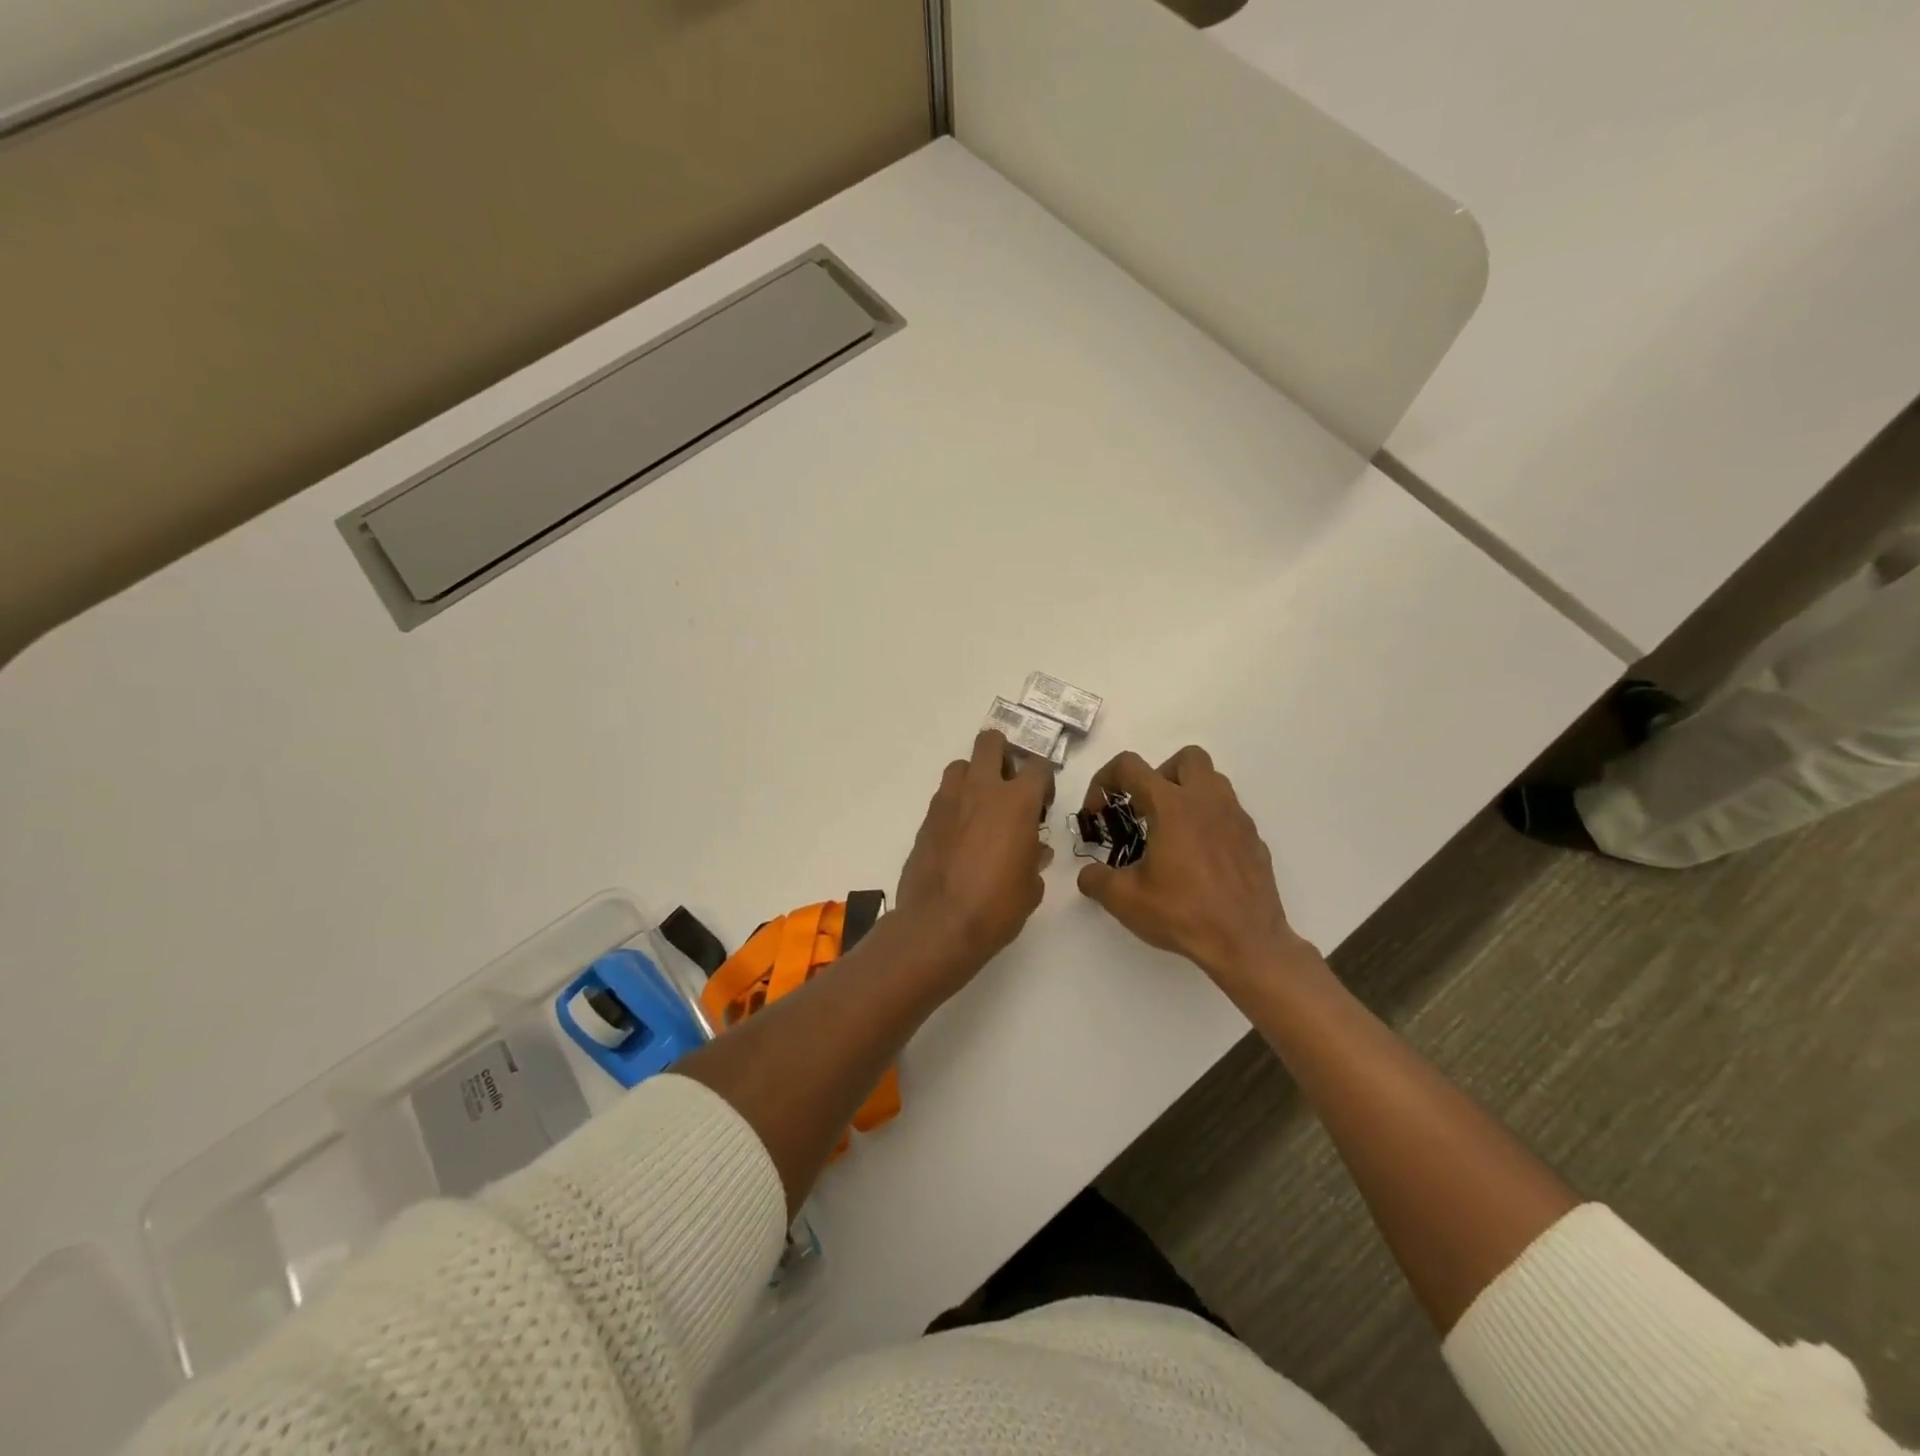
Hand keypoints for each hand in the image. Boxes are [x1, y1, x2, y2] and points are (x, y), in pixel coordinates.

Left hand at [896, 730, 1054, 977]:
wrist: (939, 925)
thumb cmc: (996, 907)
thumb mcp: (1031, 887)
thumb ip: (1034, 858)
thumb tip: (1035, 849)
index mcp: (1017, 802)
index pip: (1039, 767)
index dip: (1044, 781)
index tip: (1042, 804)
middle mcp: (982, 790)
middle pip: (991, 742)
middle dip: (1003, 754)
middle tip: (1009, 785)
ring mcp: (948, 801)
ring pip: (961, 765)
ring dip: (974, 777)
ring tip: (980, 808)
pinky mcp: (926, 819)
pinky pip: (944, 797)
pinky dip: (955, 805)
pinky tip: (960, 835)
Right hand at [1075, 746, 1316, 989]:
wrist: (1247, 943)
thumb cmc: (1183, 913)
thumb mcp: (1124, 900)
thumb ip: (1096, 880)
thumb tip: (1088, 874)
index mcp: (1172, 805)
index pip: (1130, 766)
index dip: (1104, 780)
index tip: (1098, 812)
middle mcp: (1207, 801)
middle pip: (1186, 758)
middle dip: (1159, 774)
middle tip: (1146, 810)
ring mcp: (1236, 818)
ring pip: (1213, 781)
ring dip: (1188, 794)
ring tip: (1172, 832)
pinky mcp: (1254, 840)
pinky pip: (1229, 814)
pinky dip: (1209, 823)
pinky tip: (1199, 859)